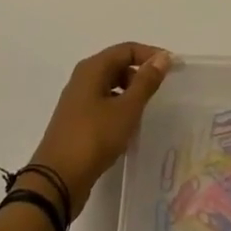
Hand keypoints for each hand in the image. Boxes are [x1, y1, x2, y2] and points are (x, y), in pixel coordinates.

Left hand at [24, 43, 172, 219]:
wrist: (57, 181)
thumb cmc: (94, 138)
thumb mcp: (126, 109)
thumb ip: (146, 82)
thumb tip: (162, 57)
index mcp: (92, 69)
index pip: (127, 49)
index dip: (151, 55)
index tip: (173, 68)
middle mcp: (82, 79)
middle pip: (117, 65)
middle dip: (140, 74)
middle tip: (160, 91)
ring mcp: (77, 101)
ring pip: (110, 87)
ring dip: (130, 94)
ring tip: (146, 111)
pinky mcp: (76, 122)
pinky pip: (103, 105)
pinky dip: (119, 109)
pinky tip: (128, 128)